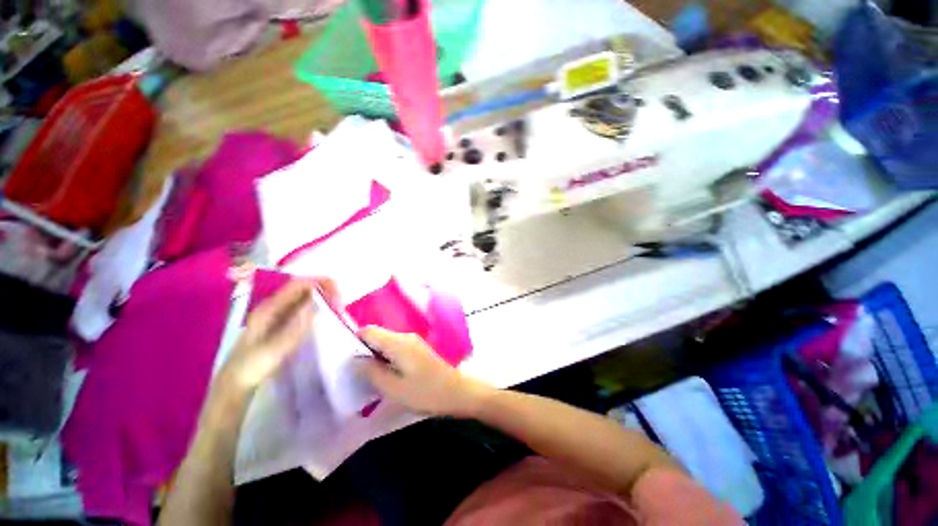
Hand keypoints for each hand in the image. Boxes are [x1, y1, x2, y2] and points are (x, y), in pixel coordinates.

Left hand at [221, 278, 338, 392]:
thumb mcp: (273, 350)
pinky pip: (305, 309)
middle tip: (340, 307)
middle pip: (304, 288)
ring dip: (324, 300)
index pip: (299, 284)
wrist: (235, 384)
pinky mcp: (284, 324)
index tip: (337, 297)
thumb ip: (295, 327)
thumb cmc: (251, 367)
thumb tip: (318, 305)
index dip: (320, 284)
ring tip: (337, 312)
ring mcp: (279, 315)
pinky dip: (319, 309)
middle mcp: (275, 306)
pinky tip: (327, 318)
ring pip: (306, 298)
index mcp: (270, 308)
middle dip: (326, 291)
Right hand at [356, 326, 492, 416]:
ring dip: (375, 356)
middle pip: (377, 336)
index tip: (344, 359)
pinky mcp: (418, 350)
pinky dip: (386, 358)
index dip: (353, 341)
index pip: (368, 331)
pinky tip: (384, 375)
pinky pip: (395, 348)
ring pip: (386, 343)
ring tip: (366, 376)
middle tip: (353, 372)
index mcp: (398, 342)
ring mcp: (413, 342)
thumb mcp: (393, 388)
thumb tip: (354, 359)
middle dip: (363, 350)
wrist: (457, 392)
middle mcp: (405, 337)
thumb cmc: (426, 392)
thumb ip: (371, 372)